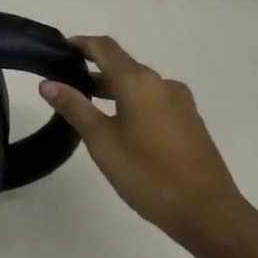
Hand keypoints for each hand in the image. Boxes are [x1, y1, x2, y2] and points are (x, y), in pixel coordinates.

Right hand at [41, 36, 253, 252]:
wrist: (209, 213)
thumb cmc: (148, 174)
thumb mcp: (102, 141)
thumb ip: (75, 107)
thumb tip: (48, 83)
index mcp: (138, 81)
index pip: (105, 47)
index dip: (81, 43)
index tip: (60, 48)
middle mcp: (162, 83)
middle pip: (123, 65)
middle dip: (94, 69)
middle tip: (67, 83)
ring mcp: (181, 102)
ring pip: (140, 85)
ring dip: (114, 88)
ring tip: (91, 106)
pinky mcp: (191, 122)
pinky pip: (155, 100)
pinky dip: (133, 102)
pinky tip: (123, 126)